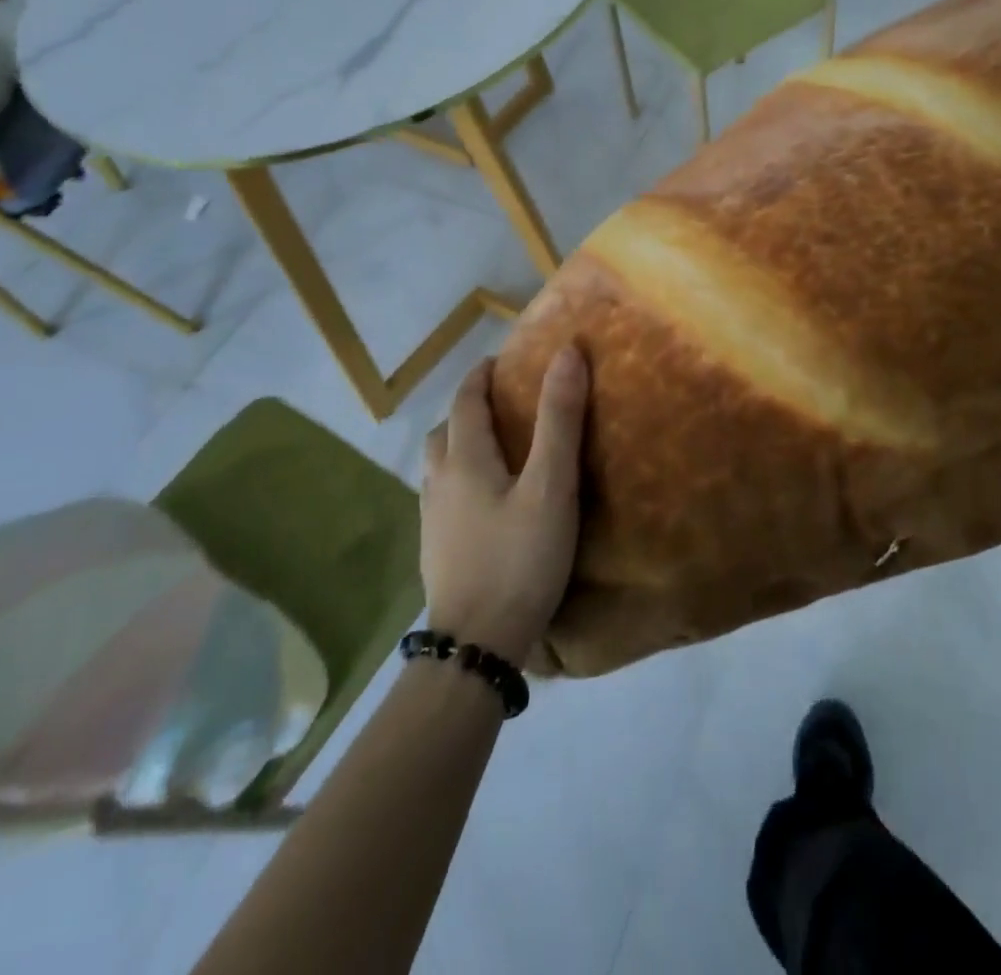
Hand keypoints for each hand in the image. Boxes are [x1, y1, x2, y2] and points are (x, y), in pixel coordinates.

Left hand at [421, 346, 588, 664]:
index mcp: (463, 459)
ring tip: (495, 449)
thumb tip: (568, 353)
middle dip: (469, 409)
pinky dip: (460, 480)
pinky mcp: (435, 551)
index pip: (466, 401)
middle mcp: (439, 482)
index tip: (501, 360)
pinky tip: (485, 503)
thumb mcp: (550, 486)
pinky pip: (443, 497)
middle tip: (502, 404)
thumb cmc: (519, 558)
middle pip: (445, 431)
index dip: (481, 375)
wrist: (476, 646)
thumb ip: (559, 419)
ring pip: (439, 466)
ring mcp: (432, 520)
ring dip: (460, 445)